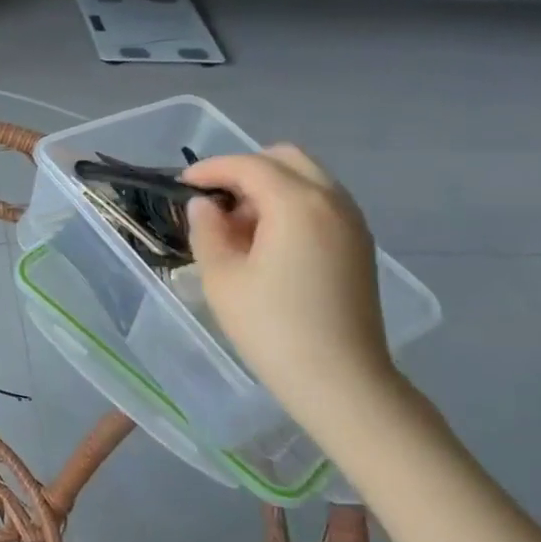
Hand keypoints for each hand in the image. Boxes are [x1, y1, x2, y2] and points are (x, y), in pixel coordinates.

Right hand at [182, 146, 398, 427]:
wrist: (341, 382)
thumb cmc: (272, 328)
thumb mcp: (222, 277)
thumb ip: (207, 229)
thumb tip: (205, 206)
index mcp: (298, 203)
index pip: (248, 165)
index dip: (210, 170)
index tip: (182, 186)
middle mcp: (333, 201)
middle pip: (285, 159)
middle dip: (245, 170)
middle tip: (214, 202)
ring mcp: (353, 223)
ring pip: (307, 180)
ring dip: (269, 188)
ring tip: (238, 226)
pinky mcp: (359, 246)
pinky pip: (321, 204)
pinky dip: (291, 206)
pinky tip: (268, 243)